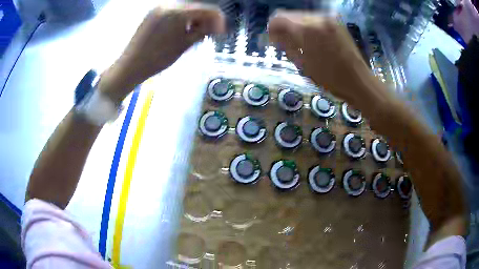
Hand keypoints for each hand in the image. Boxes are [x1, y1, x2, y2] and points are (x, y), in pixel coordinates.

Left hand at [99, 4, 224, 101]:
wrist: (130, 66)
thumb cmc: (157, 58)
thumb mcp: (184, 45)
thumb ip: (202, 31)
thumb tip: (218, 26)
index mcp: (177, 12)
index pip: (207, 9)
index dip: (218, 20)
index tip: (221, 32)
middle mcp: (169, 4)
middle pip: (196, 8)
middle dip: (204, 21)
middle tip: (206, 36)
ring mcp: (159, 8)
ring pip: (185, 10)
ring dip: (193, 21)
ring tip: (192, 36)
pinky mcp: (153, 14)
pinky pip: (174, 13)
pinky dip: (181, 21)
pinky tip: (180, 33)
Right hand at [268, 11, 374, 106]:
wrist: (359, 81)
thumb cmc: (330, 78)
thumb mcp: (302, 64)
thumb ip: (285, 44)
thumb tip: (274, 34)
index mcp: (306, 28)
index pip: (279, 17)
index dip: (272, 27)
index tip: (273, 39)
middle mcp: (317, 17)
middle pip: (290, 14)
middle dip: (285, 27)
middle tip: (286, 43)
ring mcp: (328, 18)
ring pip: (302, 16)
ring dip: (297, 27)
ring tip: (301, 43)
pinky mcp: (336, 22)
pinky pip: (315, 19)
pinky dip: (309, 27)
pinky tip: (313, 40)